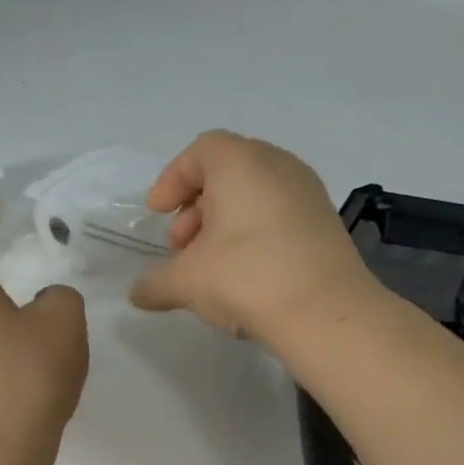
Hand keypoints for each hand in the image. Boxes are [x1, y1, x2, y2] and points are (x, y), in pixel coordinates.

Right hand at [129, 130, 380, 346]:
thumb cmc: (246, 278)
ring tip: (209, 264)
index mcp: (241, 163)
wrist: (326, 313)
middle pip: (227, 171)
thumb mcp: (187, 282)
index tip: (157, 213)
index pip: (199, 151)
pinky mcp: (326, 223)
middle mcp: (278, 166)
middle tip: (180, 245)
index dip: (172, 180)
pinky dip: (253, 233)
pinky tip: (244, 274)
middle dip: (196, 206)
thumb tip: (136, 294)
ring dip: (224, 222)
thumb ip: (155, 283)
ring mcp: (308, 193)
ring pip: (254, 195)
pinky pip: (278, 215)